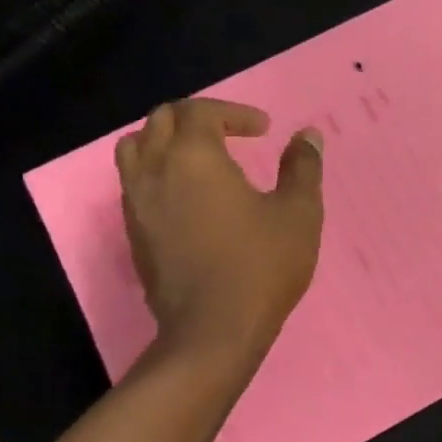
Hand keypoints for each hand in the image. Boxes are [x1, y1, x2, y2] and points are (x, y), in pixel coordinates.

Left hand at [116, 99, 323, 359]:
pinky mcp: (133, 233)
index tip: (264, 130)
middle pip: (160, 120)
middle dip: (197, 117)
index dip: (234, 113)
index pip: (201, 111)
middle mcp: (155, 171)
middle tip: (231, 134)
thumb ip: (303, 167)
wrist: (213, 331)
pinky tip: (188, 197)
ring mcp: (136, 203)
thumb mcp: (298, 213)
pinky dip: (158, 172)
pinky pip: (134, 183)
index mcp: (193, 157)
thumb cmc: (261, 265)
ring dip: (167, 141)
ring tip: (200, 158)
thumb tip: (308, 136)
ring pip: (135, 148)